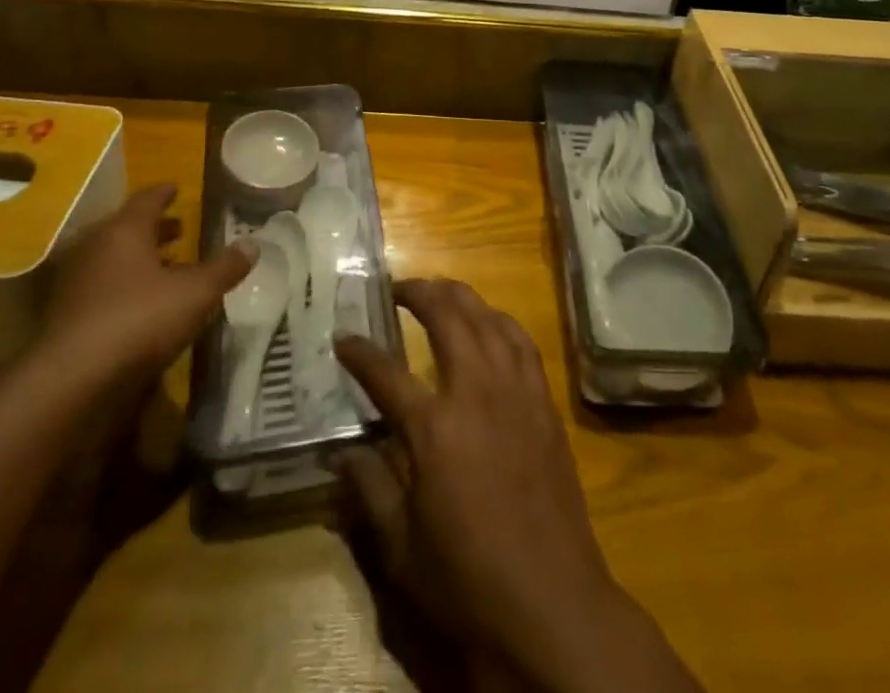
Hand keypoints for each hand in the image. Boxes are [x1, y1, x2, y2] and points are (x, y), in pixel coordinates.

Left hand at [35, 183, 255, 387]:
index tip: (176, 188)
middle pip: (126, 229)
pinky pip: (102, 290)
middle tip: (178, 228)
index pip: (146, 200)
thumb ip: (224, 268)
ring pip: (112, 261)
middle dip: (154, 229)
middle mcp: (95, 249)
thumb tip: (253, 244)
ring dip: (138, 260)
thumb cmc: (139, 320)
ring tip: (166, 267)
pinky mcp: (66, 318)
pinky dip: (123, 288)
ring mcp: (76, 284)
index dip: (164, 193)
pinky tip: (143, 305)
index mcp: (124, 231)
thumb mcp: (196, 293)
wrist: (72, 382)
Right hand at [333, 280, 699, 692]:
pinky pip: (522, 341)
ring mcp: (515, 391)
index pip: (385, 373)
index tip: (342, 337)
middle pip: (446, 318)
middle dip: (418, 293)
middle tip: (398, 288)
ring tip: (440, 291)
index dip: (359, 352)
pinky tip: (490, 322)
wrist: (550, 602)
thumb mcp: (400, 546)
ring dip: (460, 296)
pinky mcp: (543, 401)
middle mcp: (476, 392)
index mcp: (434, 428)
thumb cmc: (467, 578)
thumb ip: (369, 488)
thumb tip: (340, 452)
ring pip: (488, 318)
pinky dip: (500, 320)